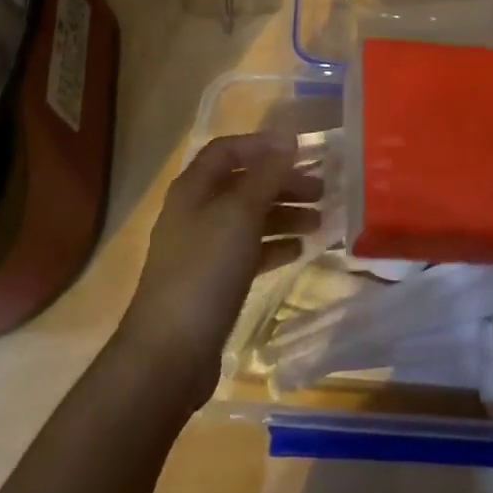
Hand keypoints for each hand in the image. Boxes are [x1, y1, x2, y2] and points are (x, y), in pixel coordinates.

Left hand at [115, 133, 321, 415]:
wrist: (170, 352)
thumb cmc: (206, 270)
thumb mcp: (240, 214)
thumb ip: (266, 175)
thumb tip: (287, 140)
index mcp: (194, 188)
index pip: (227, 149)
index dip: (262, 145)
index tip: (301, 151)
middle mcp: (196, 211)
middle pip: (243, 184)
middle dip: (282, 183)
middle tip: (322, 190)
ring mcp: (204, 248)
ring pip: (250, 218)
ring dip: (284, 214)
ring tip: (320, 221)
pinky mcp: (214, 281)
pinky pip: (249, 251)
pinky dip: (275, 245)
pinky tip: (300, 250)